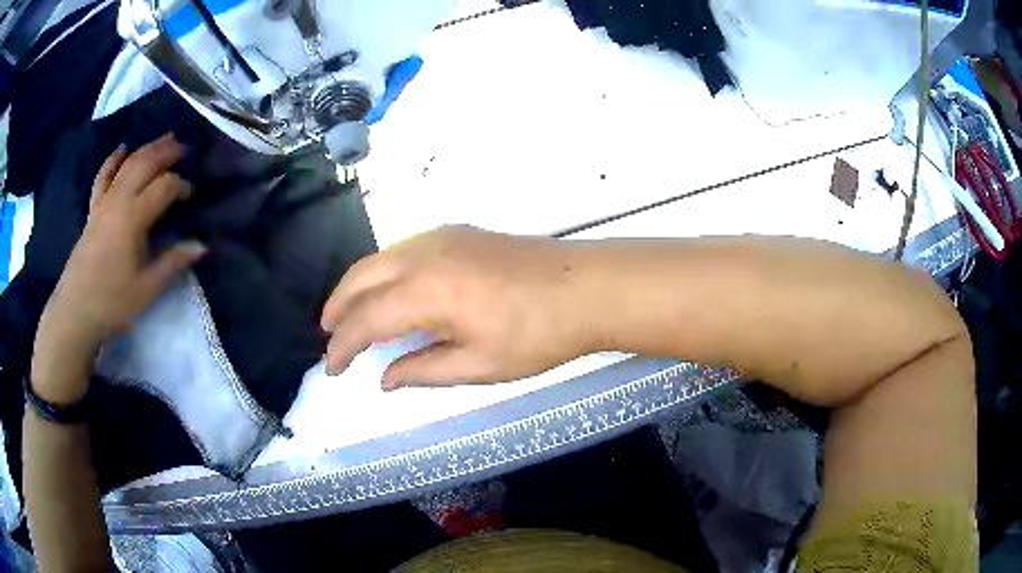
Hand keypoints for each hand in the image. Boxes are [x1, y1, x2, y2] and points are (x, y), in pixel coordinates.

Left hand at [35, 134, 205, 373]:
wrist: (75, 311)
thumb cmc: (112, 302)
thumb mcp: (147, 288)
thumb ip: (173, 263)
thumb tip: (201, 246)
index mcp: (134, 218)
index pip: (164, 187)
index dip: (181, 186)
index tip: (190, 196)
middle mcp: (119, 200)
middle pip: (146, 164)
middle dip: (167, 152)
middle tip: (184, 147)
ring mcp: (104, 202)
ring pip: (127, 164)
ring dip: (147, 148)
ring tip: (164, 139)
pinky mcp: (93, 210)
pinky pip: (103, 177)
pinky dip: (113, 160)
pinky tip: (122, 149)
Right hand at [321, 226, 595, 389]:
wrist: (586, 288)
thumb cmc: (537, 334)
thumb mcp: (478, 365)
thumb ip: (424, 370)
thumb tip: (385, 378)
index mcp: (426, 291)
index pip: (366, 320)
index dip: (343, 346)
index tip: (332, 368)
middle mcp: (424, 254)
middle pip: (362, 277)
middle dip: (338, 307)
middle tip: (328, 335)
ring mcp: (442, 237)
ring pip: (380, 257)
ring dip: (358, 285)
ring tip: (349, 314)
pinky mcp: (458, 232)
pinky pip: (403, 249)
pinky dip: (383, 270)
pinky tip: (389, 289)